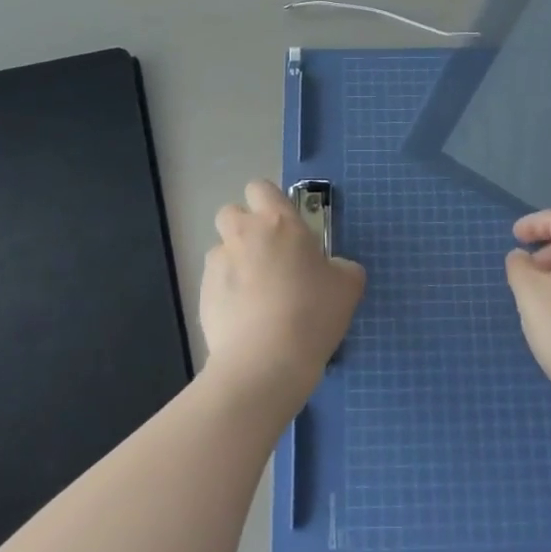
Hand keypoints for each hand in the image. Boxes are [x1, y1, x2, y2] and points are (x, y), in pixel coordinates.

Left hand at [201, 180, 364, 412]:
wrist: (265, 363)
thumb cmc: (312, 313)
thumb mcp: (347, 287)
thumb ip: (341, 267)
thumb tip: (334, 269)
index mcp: (278, 222)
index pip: (261, 188)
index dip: (270, 202)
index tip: (285, 226)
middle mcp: (243, 234)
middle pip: (231, 212)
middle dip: (245, 227)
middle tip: (269, 256)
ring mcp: (218, 264)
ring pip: (221, 248)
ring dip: (235, 260)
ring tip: (255, 293)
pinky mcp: (203, 295)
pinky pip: (214, 282)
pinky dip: (226, 292)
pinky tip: (244, 318)